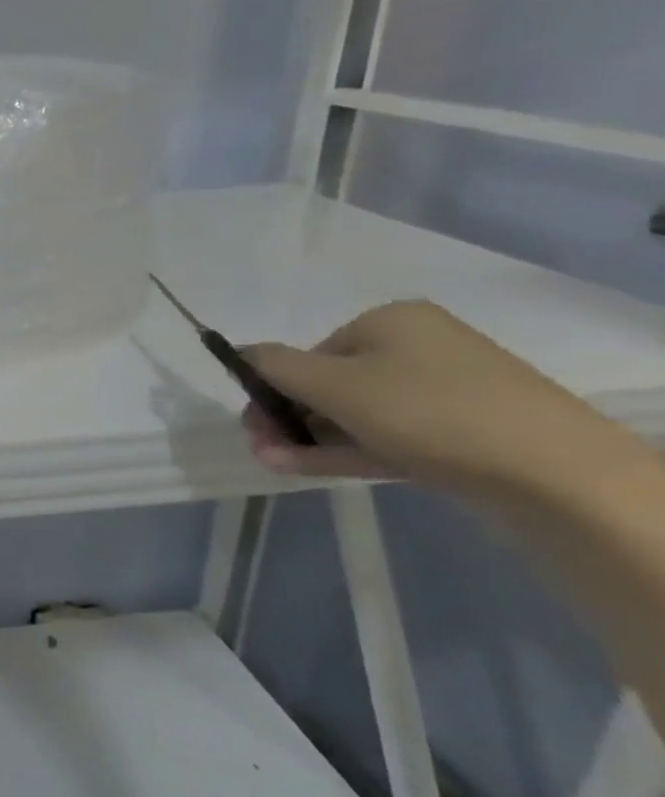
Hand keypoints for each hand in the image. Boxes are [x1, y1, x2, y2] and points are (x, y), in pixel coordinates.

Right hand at [242, 300, 643, 510]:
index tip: (252, 422)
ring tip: (273, 463)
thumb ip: (273, 365)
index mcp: (390, 320)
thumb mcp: (332, 383)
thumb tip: (239, 351)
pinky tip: (305, 467)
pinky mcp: (464, 435)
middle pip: (331, 383)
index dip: (273, 386)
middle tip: (261, 446)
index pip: (310, 352)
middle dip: (289, 416)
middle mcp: (419, 347)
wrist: (557, 476)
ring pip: (356, 414)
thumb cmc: (427, 411)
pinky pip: (388, 436)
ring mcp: (446, 393)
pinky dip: (345, 449)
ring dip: (308, 438)